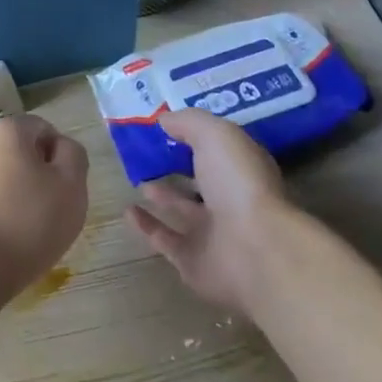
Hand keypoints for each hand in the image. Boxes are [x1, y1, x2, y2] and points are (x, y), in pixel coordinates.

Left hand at [0, 115, 89, 306]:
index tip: (67, 189)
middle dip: (43, 182)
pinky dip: (4, 223)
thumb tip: (61, 149)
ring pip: (7, 185)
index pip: (45, 130)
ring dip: (24, 204)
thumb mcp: (71, 185)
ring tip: (32, 237)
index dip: (63, 158)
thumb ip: (74, 157)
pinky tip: (10, 248)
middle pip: (24, 157)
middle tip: (55, 213)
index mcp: (5, 130)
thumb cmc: (26, 220)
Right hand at [127, 109, 305, 314]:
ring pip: (183, 212)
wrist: (254, 251)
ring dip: (163, 198)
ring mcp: (213, 235)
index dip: (197, 138)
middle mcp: (230, 201)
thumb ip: (189, 123)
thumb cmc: (239, 184)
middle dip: (180, 169)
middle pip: (202, 182)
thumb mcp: (215, 136)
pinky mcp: (192, 262)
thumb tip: (164, 120)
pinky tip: (128, 211)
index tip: (168, 126)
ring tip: (139, 181)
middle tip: (150, 155)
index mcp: (242, 171)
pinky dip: (146, 226)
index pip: (219, 151)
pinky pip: (165, 240)